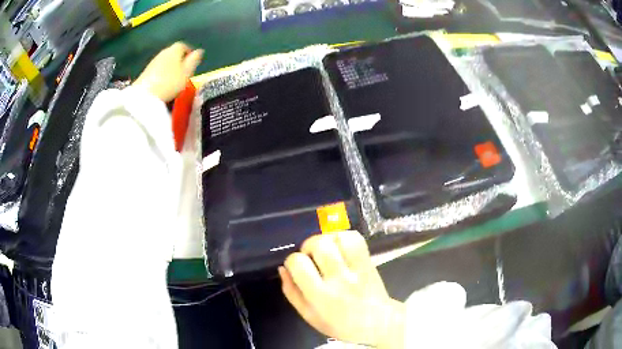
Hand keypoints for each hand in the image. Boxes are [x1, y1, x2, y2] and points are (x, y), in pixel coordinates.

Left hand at [133, 42, 203, 101]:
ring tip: (174, 78)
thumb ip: (194, 60)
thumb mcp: (187, 72)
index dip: (189, 52)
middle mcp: (163, 52)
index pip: (183, 46)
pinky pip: (157, 69)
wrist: (145, 95)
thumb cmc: (170, 82)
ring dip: (170, 66)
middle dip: (179, 59)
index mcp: (175, 50)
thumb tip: (199, 51)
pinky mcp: (146, 71)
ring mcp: (153, 61)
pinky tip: (163, 83)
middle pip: (173, 52)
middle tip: (184, 70)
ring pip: (165, 60)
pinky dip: (162, 73)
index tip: (192, 62)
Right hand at [280, 231, 405, 347]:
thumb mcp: (309, 316)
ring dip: (327, 239)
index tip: (297, 268)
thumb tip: (282, 269)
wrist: (378, 323)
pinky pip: (355, 239)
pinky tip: (340, 247)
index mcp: (321, 296)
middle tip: (311, 257)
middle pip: (319, 245)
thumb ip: (292, 292)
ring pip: (338, 238)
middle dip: (308, 246)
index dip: (292, 261)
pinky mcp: (368, 262)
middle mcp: (339, 279)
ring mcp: (356, 268)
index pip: (298, 263)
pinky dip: (343, 237)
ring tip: (326, 250)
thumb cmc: (340, 324)